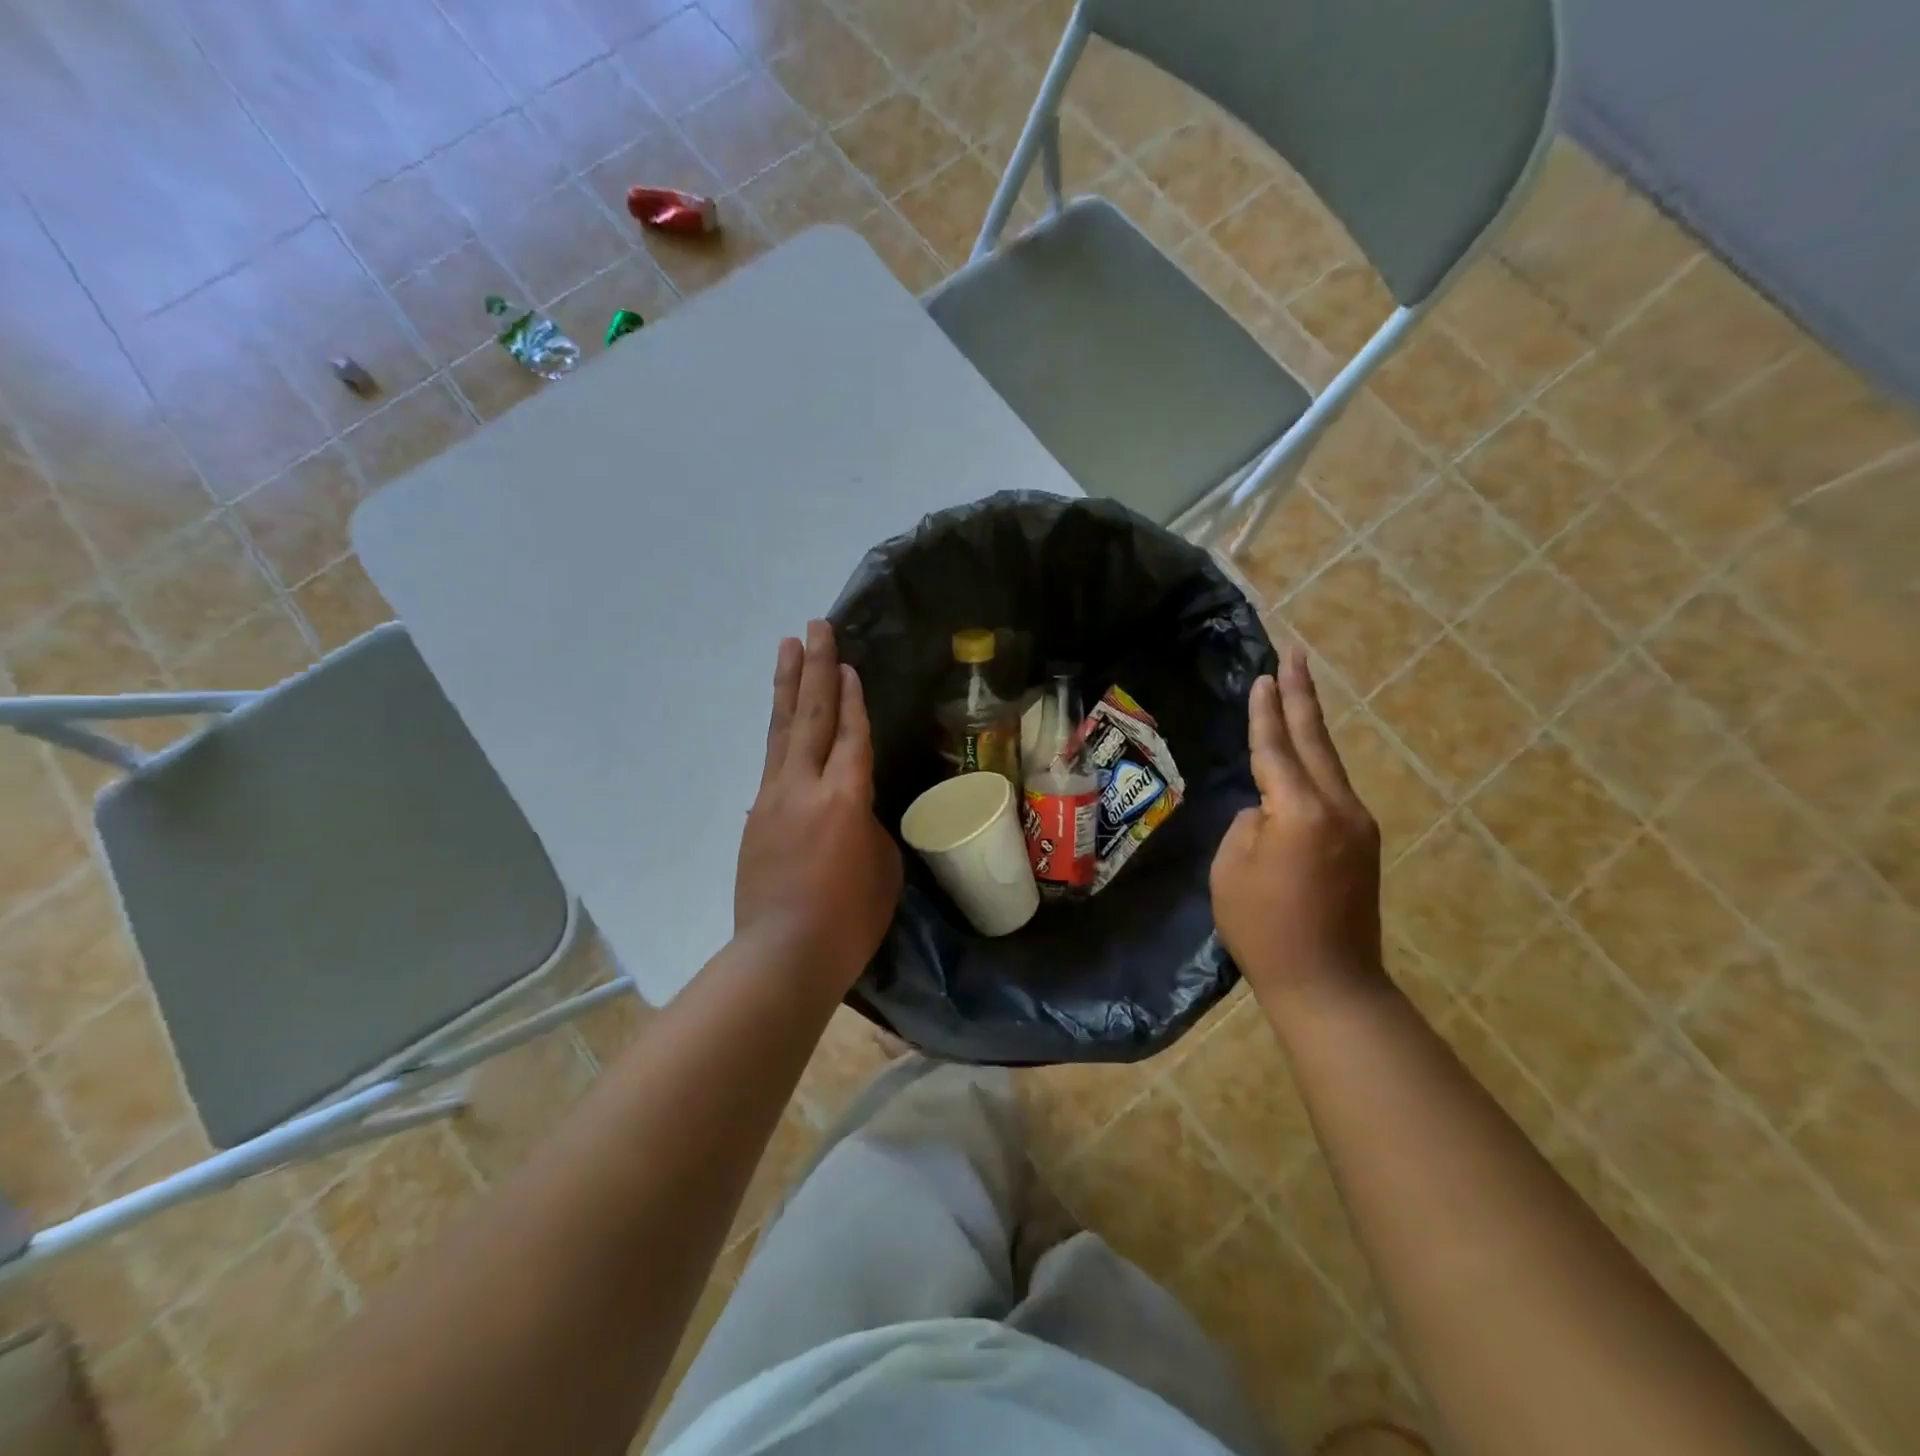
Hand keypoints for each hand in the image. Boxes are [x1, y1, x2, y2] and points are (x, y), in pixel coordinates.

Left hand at [735, 621, 902, 992]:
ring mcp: (773, 798)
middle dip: (815, 667)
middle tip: (815, 626)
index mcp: (845, 797)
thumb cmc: (849, 918)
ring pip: (781, 730)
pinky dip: (779, 732)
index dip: (852, 697)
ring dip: (787, 685)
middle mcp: (805, 786)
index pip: (851, 734)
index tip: (848, 664)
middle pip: (811, 715)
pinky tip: (782, 719)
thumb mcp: (881, 867)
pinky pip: (771, 762)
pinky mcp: (756, 816)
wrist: (782, 954)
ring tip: (788, 646)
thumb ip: (868, 825)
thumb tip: (852, 812)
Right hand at [1210, 647, 1384, 1009]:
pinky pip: (1332, 789)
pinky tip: (1303, 756)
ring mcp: (1357, 825)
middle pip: (1315, 740)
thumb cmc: (1264, 928)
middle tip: (1296, 653)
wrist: (1329, 983)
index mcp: (1300, 810)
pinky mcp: (1361, 844)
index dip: (1266, 711)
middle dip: (1302, 695)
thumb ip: (1248, 824)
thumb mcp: (1230, 868)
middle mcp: (1338, 807)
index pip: (1276, 747)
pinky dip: (1315, 763)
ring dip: (1311, 726)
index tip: (1265, 675)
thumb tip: (1267, 811)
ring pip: (1328, 763)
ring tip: (1298, 692)